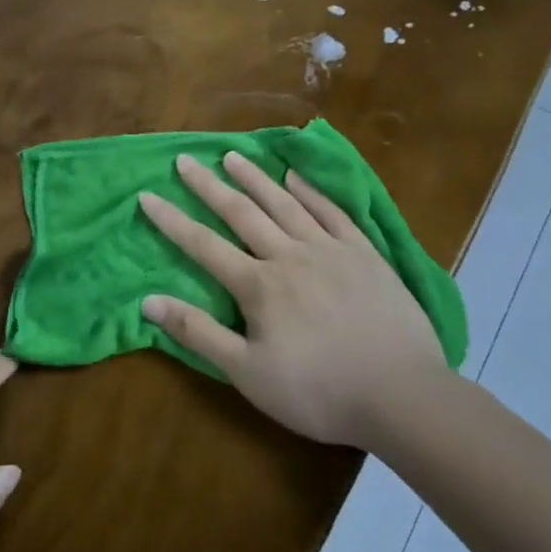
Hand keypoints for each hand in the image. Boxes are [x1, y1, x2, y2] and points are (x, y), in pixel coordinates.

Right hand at [138, 153, 446, 447]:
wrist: (402, 396)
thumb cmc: (317, 391)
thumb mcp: (247, 372)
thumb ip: (197, 333)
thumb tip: (148, 301)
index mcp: (258, 285)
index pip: (203, 245)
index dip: (172, 220)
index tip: (147, 196)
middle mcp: (289, 255)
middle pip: (241, 213)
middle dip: (209, 186)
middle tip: (186, 160)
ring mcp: (330, 250)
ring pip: (284, 203)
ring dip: (255, 178)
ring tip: (232, 155)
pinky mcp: (365, 254)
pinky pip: (332, 212)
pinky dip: (310, 191)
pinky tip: (295, 176)